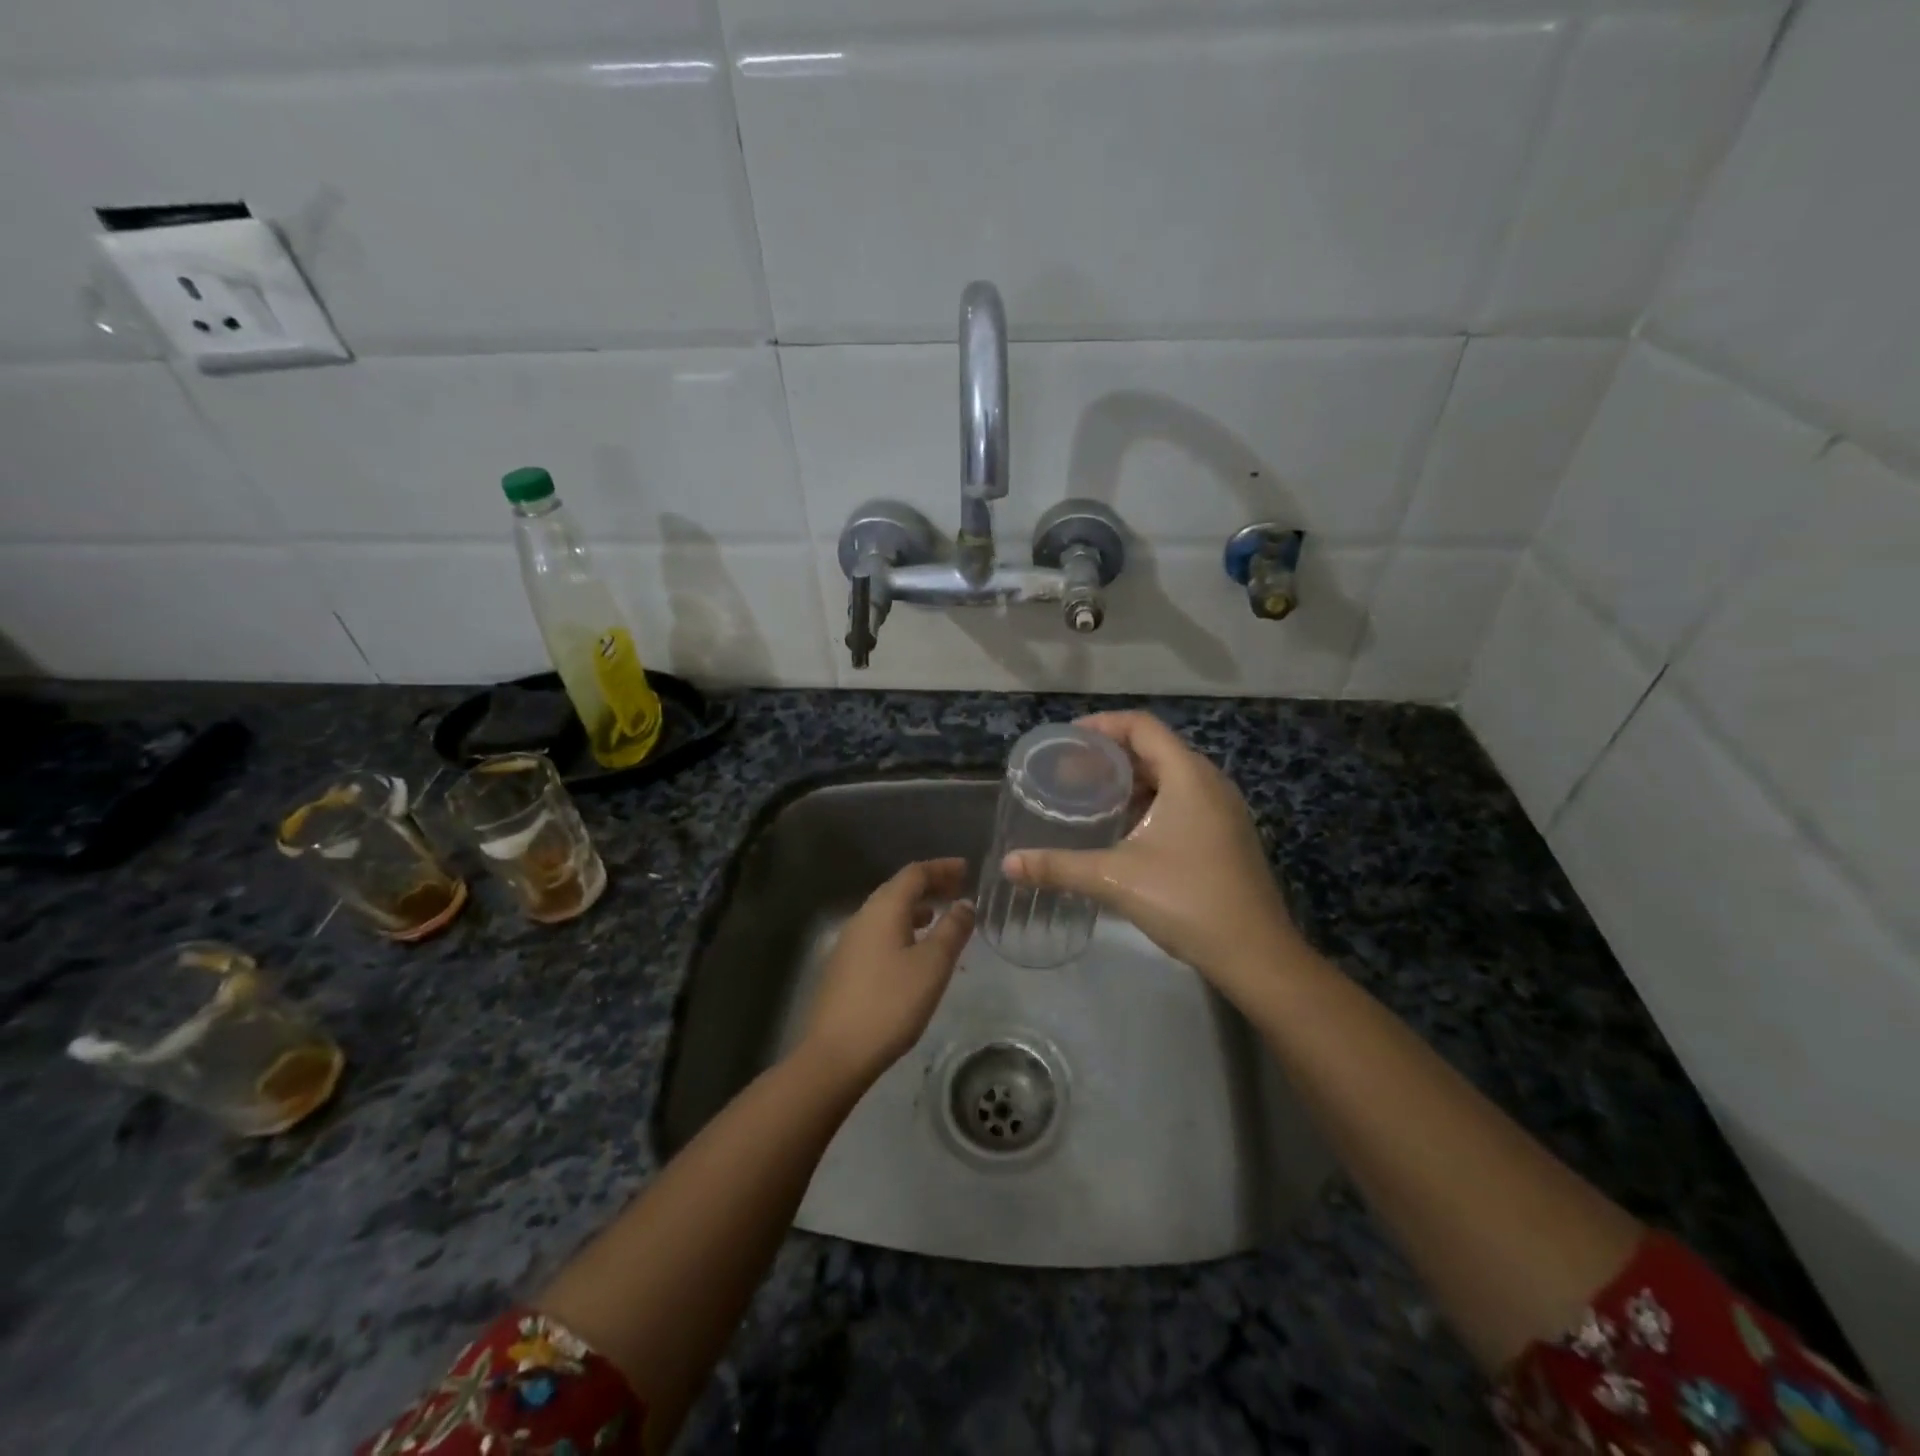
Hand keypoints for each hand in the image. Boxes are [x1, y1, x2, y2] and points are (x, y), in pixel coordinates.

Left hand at [797, 858, 974, 1086]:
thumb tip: (965, 903)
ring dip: (916, 907)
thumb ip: (952, 930)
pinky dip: (903, 927)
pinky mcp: (846, 964)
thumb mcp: (932, 965)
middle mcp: (863, 916)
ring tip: (942, 915)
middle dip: (930, 885)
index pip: (914, 873)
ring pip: (888, 911)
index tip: (967, 869)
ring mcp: (850, 941)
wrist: (836, 1052)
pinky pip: (880, 931)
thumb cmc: (891, 1003)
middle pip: (899, 889)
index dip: (941, 868)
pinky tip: (915, 948)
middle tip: (959, 888)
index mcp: (883, 909)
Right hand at [1001, 712, 1304, 998]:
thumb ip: (1058, 866)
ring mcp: (1223, 809)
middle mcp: (1210, 782)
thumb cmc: (1187, 901)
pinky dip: (1151, 801)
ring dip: (1131, 781)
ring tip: (1091, 797)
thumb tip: (1008, 864)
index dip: (1102, 725)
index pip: (1141, 726)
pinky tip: (1125, 828)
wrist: (1256, 954)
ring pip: (1170, 776)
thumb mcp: (1115, 879)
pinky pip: (1183, 799)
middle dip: (1111, 756)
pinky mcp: (1226, 834)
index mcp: (1188, 776)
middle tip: (1070, 772)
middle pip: (1155, 748)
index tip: (1067, 740)